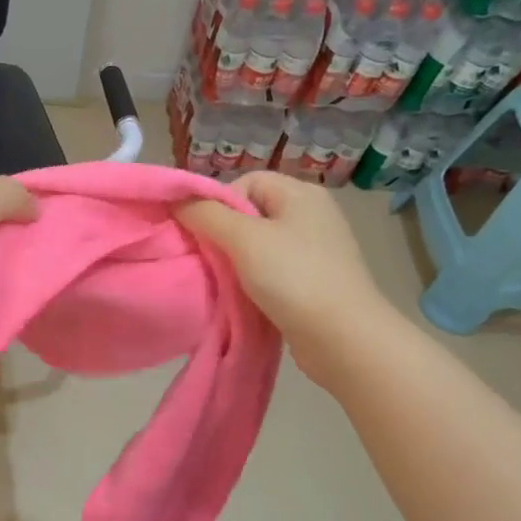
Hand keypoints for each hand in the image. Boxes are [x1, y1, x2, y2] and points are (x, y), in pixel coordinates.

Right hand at [177, 172, 401, 385]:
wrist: (343, 338)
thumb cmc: (293, 277)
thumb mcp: (243, 238)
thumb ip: (205, 214)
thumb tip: (177, 201)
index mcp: (301, 194)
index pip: (245, 182)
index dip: (219, 203)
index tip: (207, 234)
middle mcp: (311, 215)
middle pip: (250, 212)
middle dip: (223, 234)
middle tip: (209, 259)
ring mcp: (315, 249)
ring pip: (258, 244)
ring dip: (236, 261)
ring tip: (225, 281)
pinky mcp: (314, 280)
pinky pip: (272, 269)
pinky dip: (253, 280)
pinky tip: (245, 296)